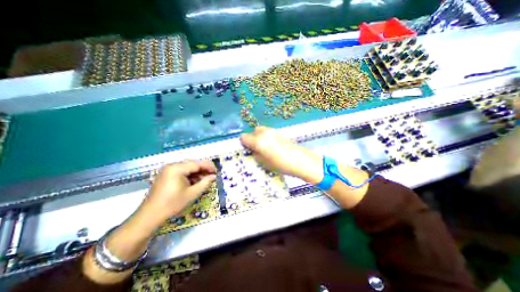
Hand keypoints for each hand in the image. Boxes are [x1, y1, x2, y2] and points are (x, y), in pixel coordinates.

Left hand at [142, 160, 215, 220]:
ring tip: (204, 180)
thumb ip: (205, 182)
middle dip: (203, 170)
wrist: (150, 215)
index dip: (208, 167)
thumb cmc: (172, 204)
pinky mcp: (165, 175)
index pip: (197, 164)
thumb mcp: (192, 193)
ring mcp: (167, 170)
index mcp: (177, 168)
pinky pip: (181, 172)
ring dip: (197, 173)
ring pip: (187, 168)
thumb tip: (213, 176)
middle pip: (192, 164)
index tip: (216, 172)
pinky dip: (189, 176)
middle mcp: (171, 166)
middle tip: (212, 176)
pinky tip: (194, 182)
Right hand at [241, 126, 322, 183]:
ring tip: (266, 146)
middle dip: (253, 137)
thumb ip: (255, 154)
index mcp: (258, 141)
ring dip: (261, 136)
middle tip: (256, 147)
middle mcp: (264, 133)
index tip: (246, 148)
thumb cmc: (279, 164)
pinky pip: (270, 132)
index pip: (244, 137)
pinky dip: (268, 136)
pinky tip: (273, 145)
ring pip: (262, 130)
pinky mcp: (280, 132)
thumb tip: (253, 150)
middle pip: (254, 131)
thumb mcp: (263, 163)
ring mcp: (273, 131)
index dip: (244, 142)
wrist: (299, 160)